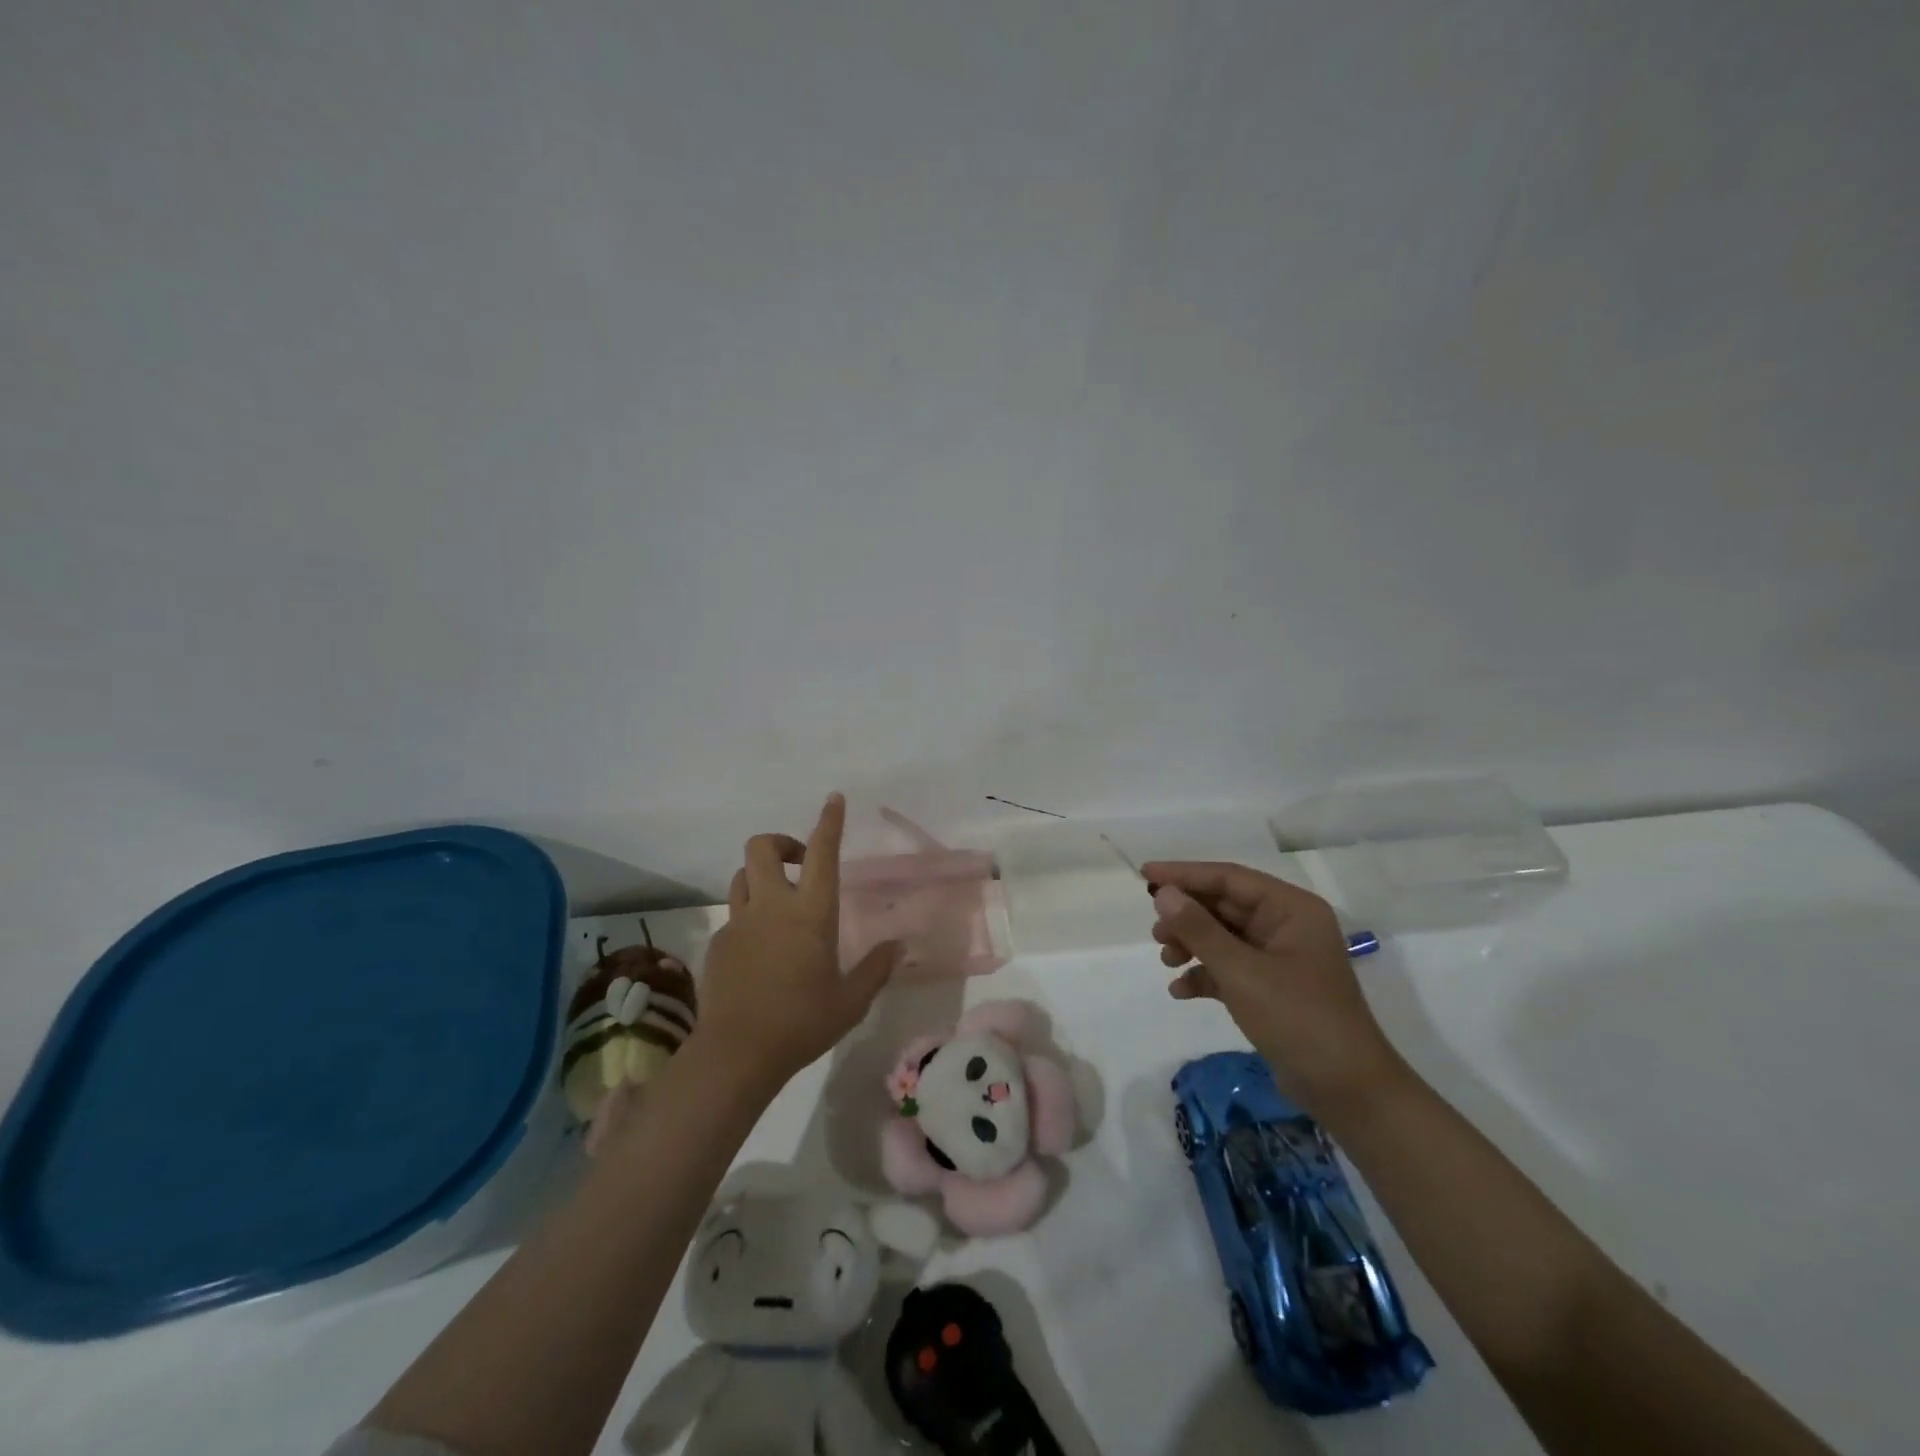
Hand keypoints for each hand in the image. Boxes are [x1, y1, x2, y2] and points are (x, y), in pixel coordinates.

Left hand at [693, 794, 903, 1087]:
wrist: (737, 1053)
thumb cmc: (802, 1023)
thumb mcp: (851, 1001)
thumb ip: (876, 969)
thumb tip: (899, 946)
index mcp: (811, 914)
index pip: (823, 854)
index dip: (829, 822)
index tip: (833, 799)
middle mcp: (772, 906)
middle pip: (762, 847)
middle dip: (781, 842)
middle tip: (801, 864)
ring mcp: (740, 923)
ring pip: (742, 875)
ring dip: (761, 876)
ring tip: (779, 903)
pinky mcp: (719, 943)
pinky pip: (733, 915)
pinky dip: (749, 917)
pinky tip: (760, 951)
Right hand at [1144, 860, 1405, 1121]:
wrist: (1348, 1092)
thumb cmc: (1298, 1019)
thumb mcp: (1241, 971)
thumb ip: (1199, 929)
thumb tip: (1163, 893)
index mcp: (1291, 909)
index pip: (1229, 878)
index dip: (1185, 874)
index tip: (1145, 874)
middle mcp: (1287, 925)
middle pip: (1224, 906)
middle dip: (1187, 916)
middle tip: (1154, 931)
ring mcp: (1280, 957)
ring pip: (1223, 936)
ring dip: (1192, 945)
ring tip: (1166, 960)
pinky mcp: (1272, 988)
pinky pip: (1230, 967)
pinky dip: (1205, 974)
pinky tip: (1180, 990)